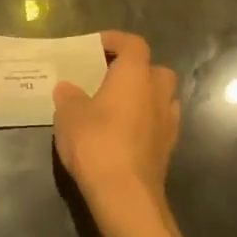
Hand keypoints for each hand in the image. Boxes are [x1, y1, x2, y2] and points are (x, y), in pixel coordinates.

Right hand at [53, 31, 180, 210]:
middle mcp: (158, 92)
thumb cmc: (96, 142)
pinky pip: (159, 123)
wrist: (125, 195)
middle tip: (109, 77)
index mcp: (135, 74)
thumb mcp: (69, 113)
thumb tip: (69, 88)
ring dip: (144, 97)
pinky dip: (146, 122)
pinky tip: (124, 133)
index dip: (116, 40)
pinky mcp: (168, 149)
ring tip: (117, 106)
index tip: (96, 46)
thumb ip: (69, 95)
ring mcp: (168, 122)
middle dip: (136, 70)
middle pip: (155, 70)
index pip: (133, 44)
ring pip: (162, 97)